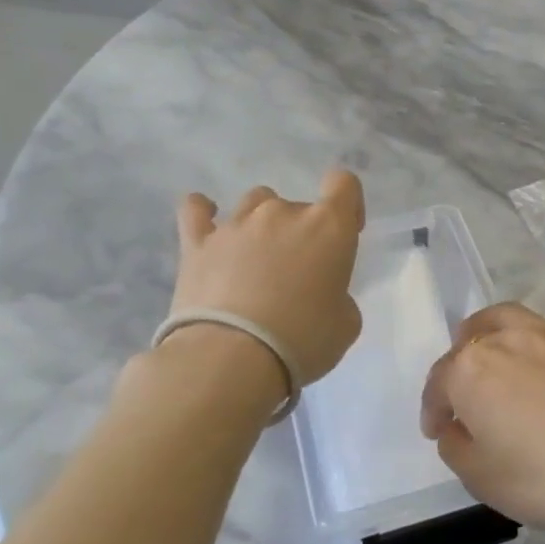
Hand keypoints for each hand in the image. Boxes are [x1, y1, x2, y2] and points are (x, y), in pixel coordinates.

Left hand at [166, 171, 365, 385]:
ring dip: (261, 224)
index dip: (348, 204)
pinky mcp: (197, 242)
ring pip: (255, 203)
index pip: (344, 184)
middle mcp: (283, 213)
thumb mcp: (346, 324)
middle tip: (296, 275)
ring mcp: (236, 224)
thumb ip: (338, 296)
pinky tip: (206, 221)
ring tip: (255, 260)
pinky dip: (203, 212)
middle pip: (298, 205)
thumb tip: (320, 294)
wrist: (231, 359)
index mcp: (328, 227)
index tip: (346, 233)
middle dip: (301, 233)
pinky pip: (196, 210)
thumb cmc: (303, 340)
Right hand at [419, 255, 544, 531]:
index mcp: (471, 374)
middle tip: (464, 397)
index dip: (433, 409)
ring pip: (508, 316)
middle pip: (469, 344)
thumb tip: (455, 426)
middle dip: (458, 368)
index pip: (439, 385)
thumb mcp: (485, 480)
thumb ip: (457, 448)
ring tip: (484, 340)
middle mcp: (506, 340)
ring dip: (488, 327)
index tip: (438, 432)